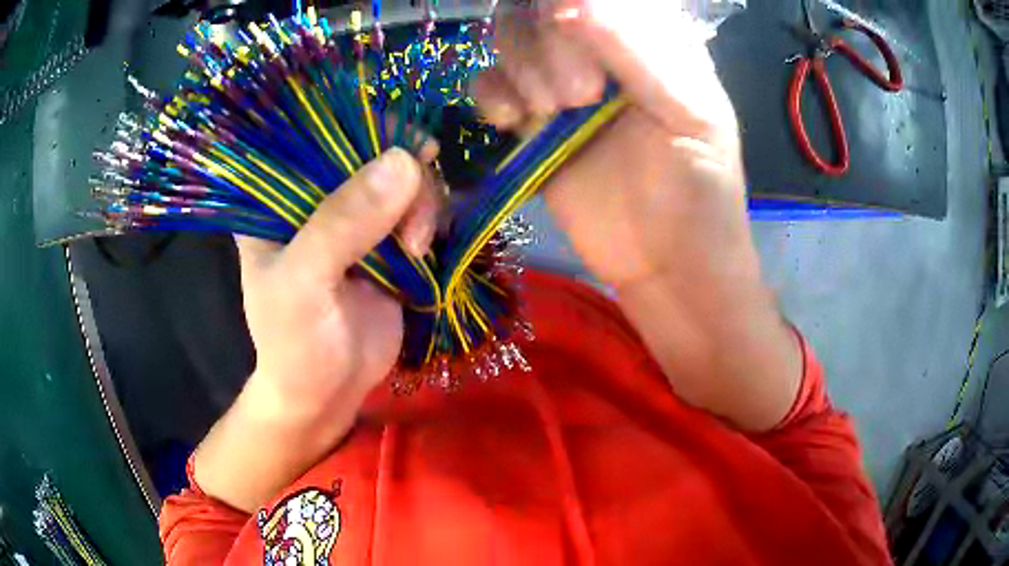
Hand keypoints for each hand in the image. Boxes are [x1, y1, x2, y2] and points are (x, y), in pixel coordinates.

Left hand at [195, 149, 439, 511]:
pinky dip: (432, 219)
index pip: (318, 134)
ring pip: (403, 178)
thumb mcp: (304, 285)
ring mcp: (355, 218)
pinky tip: (426, 246)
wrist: (327, 394)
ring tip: (415, 249)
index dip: (363, 124)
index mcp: (278, 197)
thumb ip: (342, 224)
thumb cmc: (295, 344)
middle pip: (371, 150)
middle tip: (412, 222)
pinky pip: (419, 209)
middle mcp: (317, 197)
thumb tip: (405, 161)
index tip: (407, 141)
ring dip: (422, 204)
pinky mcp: (386, 241)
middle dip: (404, 175)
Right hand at [475, 0, 751, 290]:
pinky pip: (488, 86)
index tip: (570, 24)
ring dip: (521, 66)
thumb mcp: (691, 115)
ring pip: (510, 38)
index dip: (571, 2)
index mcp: (649, 40)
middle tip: (580, 96)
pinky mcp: (532, 124)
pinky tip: (513, 122)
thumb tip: (571, 3)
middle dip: (548, 43)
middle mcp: (601, 52)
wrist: (669, 265)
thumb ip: (638, 55)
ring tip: (556, 111)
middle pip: (539, 8)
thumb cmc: (700, 192)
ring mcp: (561, 85)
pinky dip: (491, 95)